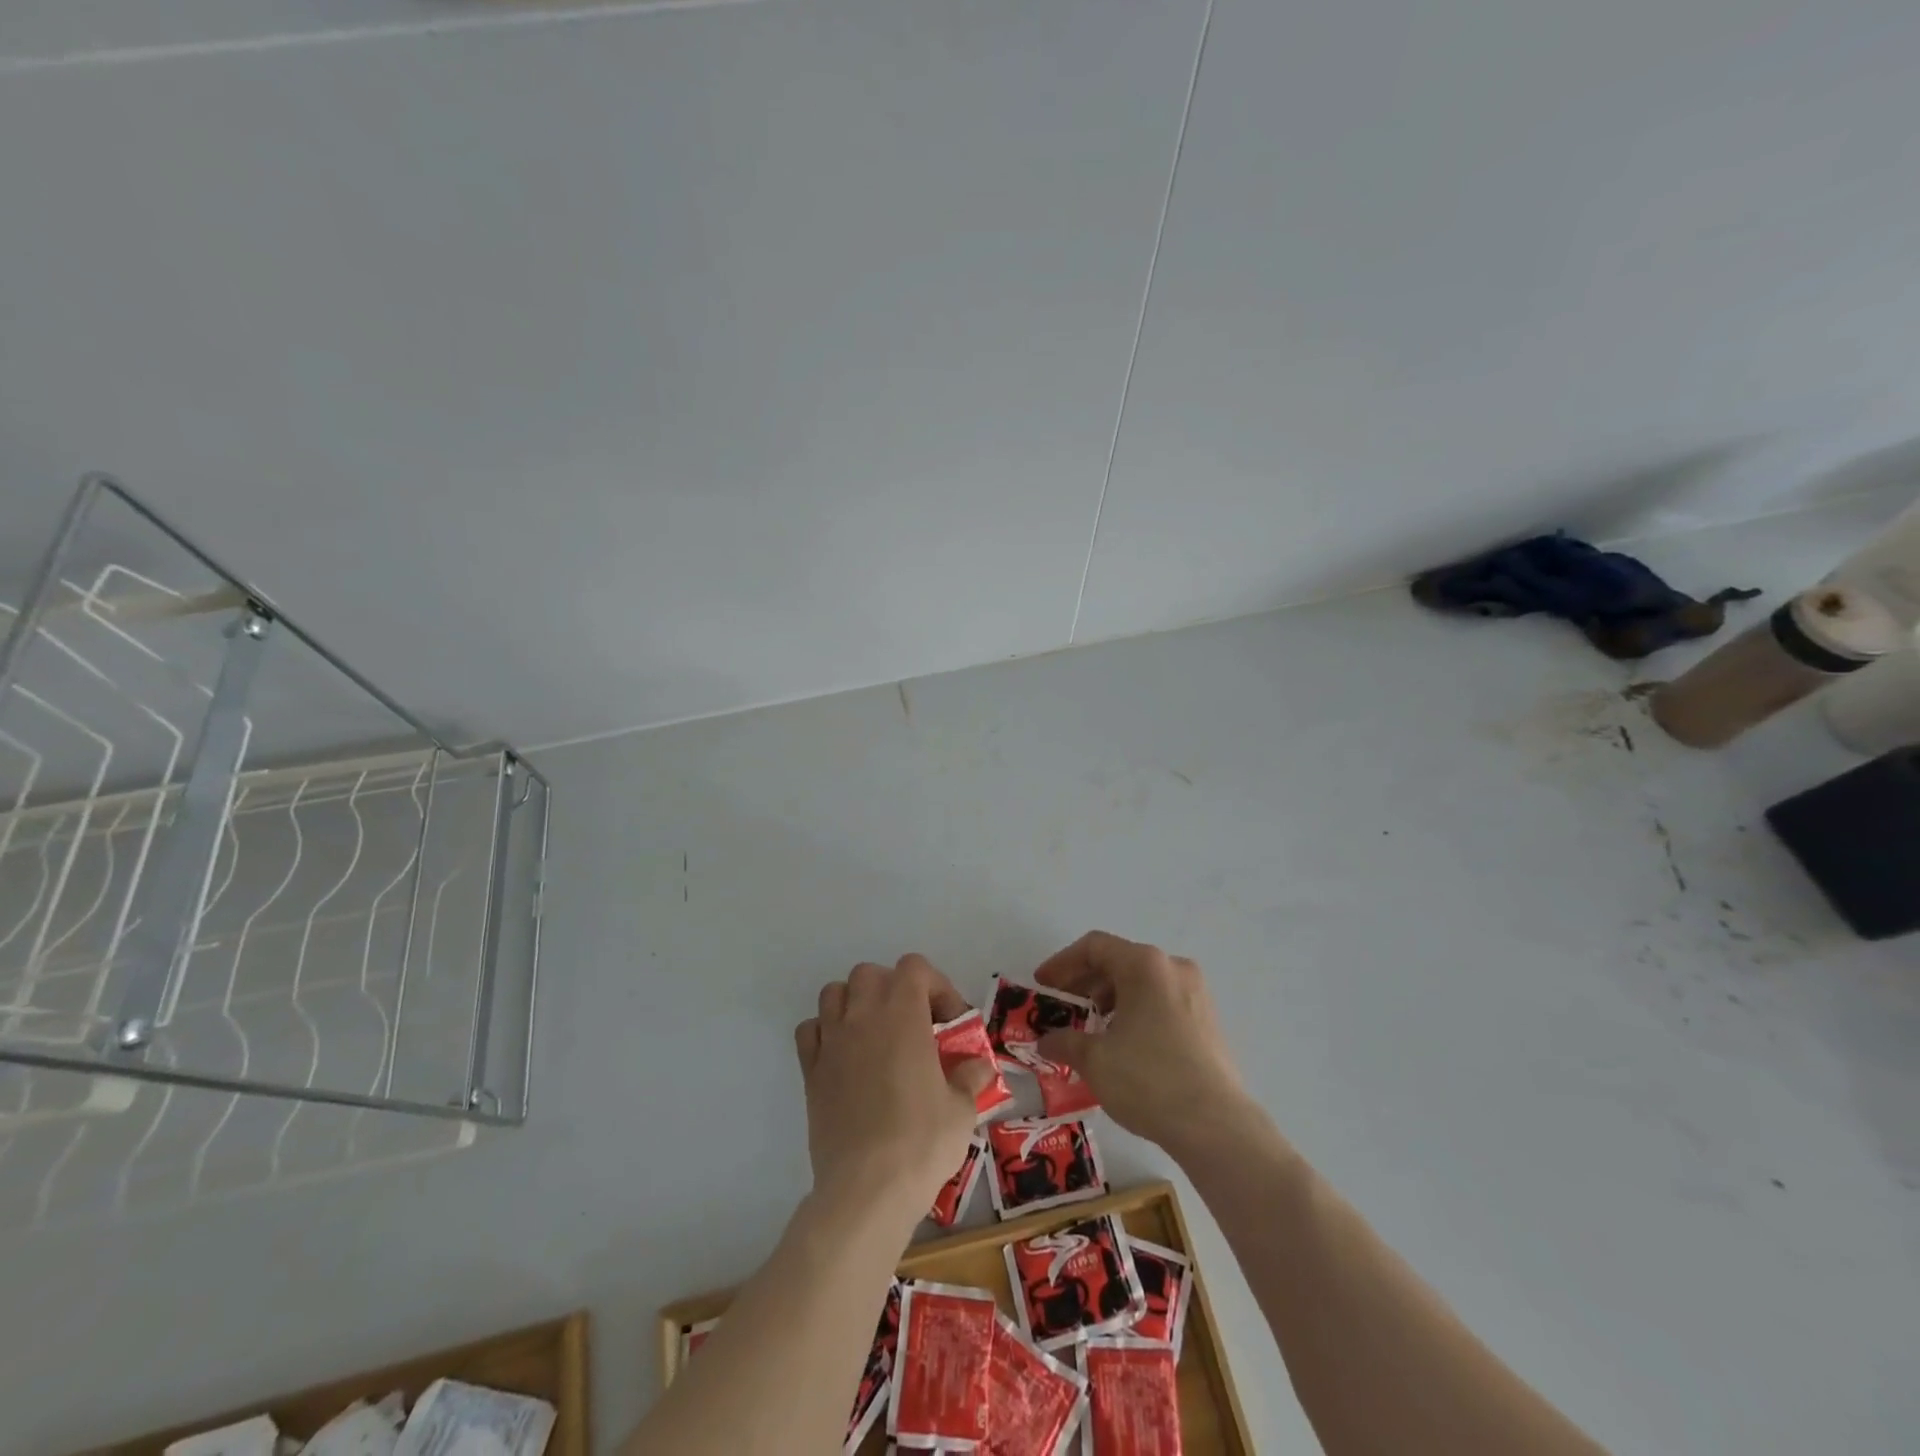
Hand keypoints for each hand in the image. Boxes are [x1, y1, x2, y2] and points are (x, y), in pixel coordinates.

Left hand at [794, 954, 992, 1222]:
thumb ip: (970, 1077)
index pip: (914, 967)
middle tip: (914, 1025)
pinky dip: (825, 1032)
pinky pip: (810, 1030)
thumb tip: (977, 1066)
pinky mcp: (810, 1070)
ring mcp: (832, 1041)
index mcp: (903, 1014)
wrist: (866, 1189)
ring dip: (856, 1003)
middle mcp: (863, 1016)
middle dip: (894, 989)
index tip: (949, 1023)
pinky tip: (843, 1057)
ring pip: (835, 992)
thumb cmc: (921, 1142)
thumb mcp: (962, 1110)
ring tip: (876, 1035)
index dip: (936, 986)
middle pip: (871, 973)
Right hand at [1033, 931, 1252, 1157]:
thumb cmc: (1148, 1080)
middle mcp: (1173, 968)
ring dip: (1109, 999)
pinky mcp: (1208, 1021)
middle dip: (1085, 983)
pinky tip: (1122, 1044)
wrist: (1216, 1127)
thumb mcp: (1094, 1060)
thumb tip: (1046, 1041)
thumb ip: (1064, 1041)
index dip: (1062, 963)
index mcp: (1145, 965)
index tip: (1042, 985)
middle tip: (1061, 1008)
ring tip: (1090, 1029)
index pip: (1094, 947)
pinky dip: (1135, 1012)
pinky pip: (1161, 1002)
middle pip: (1119, 961)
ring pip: (1141, 983)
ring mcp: (1196, 993)